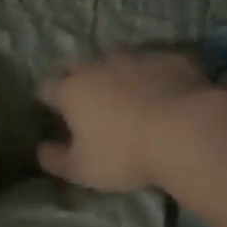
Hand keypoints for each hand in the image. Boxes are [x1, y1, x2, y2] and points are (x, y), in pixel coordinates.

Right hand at [36, 52, 217, 192]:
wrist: (186, 130)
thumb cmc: (125, 154)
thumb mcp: (83, 170)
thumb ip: (56, 160)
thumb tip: (41, 150)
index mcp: (72, 91)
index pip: (47, 88)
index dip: (46, 99)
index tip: (51, 111)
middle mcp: (99, 66)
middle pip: (78, 65)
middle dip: (78, 77)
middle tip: (88, 99)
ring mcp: (136, 57)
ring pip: (117, 57)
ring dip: (116, 70)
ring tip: (126, 90)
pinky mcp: (170, 58)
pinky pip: (155, 62)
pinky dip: (153, 73)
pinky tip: (164, 89)